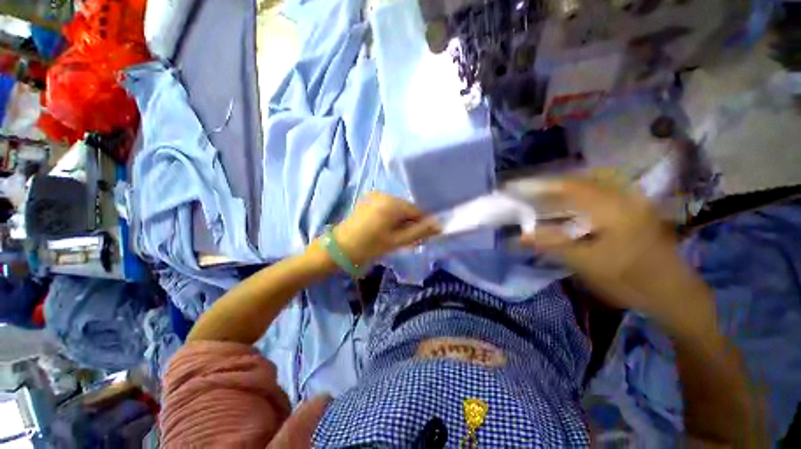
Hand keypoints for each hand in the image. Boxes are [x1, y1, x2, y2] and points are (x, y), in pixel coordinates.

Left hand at [333, 192, 440, 265]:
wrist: (340, 248)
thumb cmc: (370, 246)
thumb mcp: (397, 241)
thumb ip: (419, 232)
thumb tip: (439, 226)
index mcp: (392, 203)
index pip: (417, 211)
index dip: (420, 224)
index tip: (415, 238)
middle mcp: (385, 194)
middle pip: (407, 208)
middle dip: (408, 222)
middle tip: (402, 239)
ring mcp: (375, 195)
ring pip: (397, 207)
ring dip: (399, 220)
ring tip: (391, 235)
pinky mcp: (368, 199)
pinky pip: (387, 206)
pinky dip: (390, 216)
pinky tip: (382, 228)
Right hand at [515, 178, 711, 324]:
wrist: (674, 293)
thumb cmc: (630, 280)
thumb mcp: (587, 264)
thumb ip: (553, 245)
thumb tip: (521, 236)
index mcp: (611, 207)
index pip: (567, 187)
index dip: (538, 185)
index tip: (516, 187)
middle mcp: (621, 197)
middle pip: (576, 183)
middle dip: (547, 187)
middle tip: (524, 194)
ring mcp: (629, 202)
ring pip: (587, 188)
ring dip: (560, 192)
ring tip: (538, 199)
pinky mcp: (632, 210)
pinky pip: (597, 197)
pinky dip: (575, 200)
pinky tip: (564, 208)